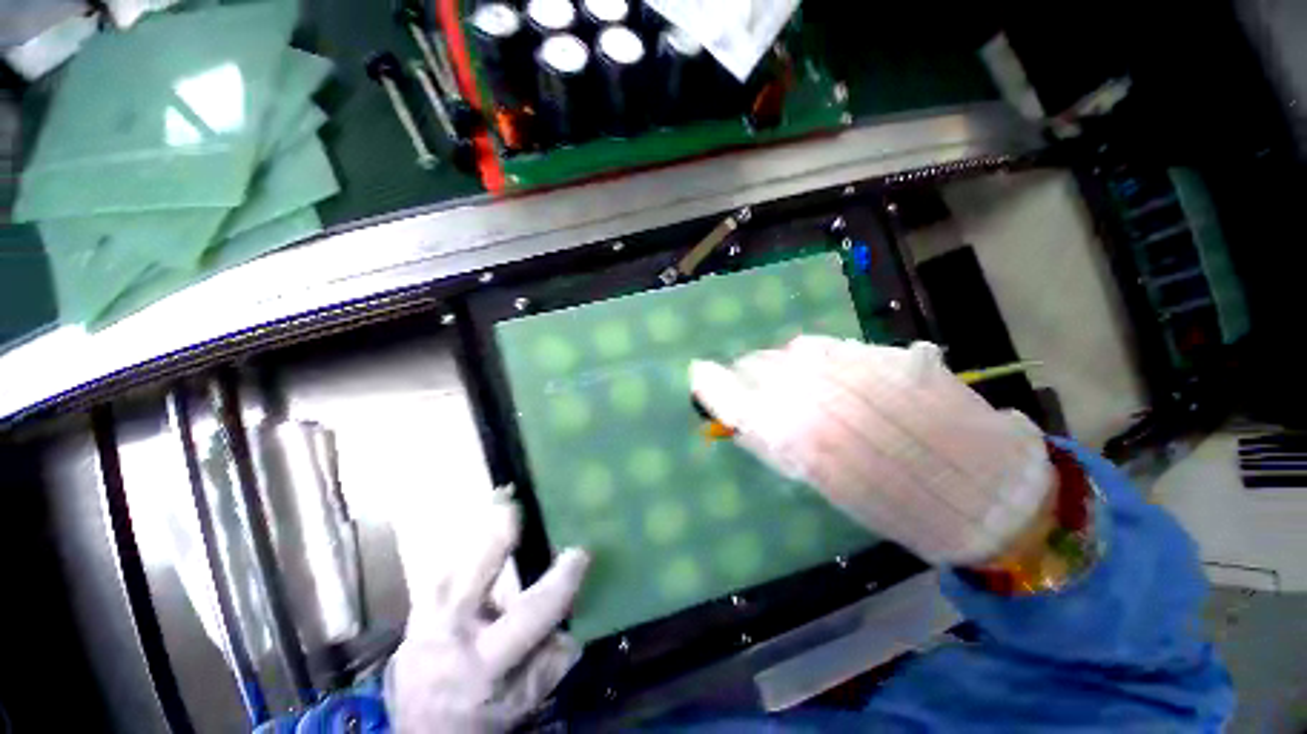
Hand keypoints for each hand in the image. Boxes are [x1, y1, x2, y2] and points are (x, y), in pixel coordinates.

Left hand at [388, 491, 588, 732]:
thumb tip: (572, 622)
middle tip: (512, 504)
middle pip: (470, 579)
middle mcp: (446, 640)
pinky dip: (458, 559)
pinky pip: (436, 581)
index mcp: (482, 664)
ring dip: (474, 540)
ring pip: (447, 572)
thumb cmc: (481, 722)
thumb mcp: (523, 702)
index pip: (530, 614)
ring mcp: (420, 630)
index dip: (559, 582)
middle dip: (494, 539)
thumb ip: (551, 662)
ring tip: (496, 508)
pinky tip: (472, 541)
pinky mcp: (409, 625)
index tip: (580, 552)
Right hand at [689, 337, 1052, 564]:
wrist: (983, 490)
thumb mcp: (821, 482)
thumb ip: (773, 443)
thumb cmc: (893, 503)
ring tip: (795, 379)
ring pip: (793, 350)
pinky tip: (831, 372)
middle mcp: (818, 396)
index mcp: (796, 436)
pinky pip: (831, 345)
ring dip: (783, 363)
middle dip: (747, 373)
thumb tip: (739, 416)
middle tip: (750, 383)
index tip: (699, 375)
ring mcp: (854, 368)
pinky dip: (817, 356)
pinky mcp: (884, 353)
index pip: (731, 395)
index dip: (709, 383)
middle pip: (758, 365)